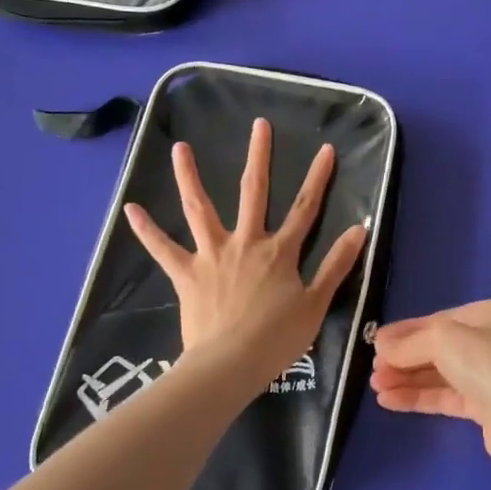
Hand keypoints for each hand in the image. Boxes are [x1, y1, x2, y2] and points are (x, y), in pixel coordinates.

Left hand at [124, 118, 368, 383]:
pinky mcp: (187, 273)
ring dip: (189, 177)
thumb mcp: (316, 303)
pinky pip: (163, 249)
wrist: (230, 365)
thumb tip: (360, 228)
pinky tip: (130, 209)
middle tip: (259, 125)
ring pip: (199, 209)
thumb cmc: (277, 338)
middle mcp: (245, 242)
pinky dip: (146, 230)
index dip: (318, 177)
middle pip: (253, 192)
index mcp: (280, 251)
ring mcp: (212, 254)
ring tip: (180, 148)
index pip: (305, 207)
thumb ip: (337, 264)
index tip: (326, 149)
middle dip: (259, 156)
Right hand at [370, 298, 490, 466]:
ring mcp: (490, 374)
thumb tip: (380, 344)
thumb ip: (408, 342)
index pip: (440, 319)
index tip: (376, 342)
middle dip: (404, 359)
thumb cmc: (486, 363)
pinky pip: (445, 396)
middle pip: (438, 347)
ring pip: (440, 373)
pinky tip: (389, 401)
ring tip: (375, 387)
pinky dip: (418, 396)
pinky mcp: (485, 405)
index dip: (406, 331)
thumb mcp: (442, 340)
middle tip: (373, 369)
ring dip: (407, 379)